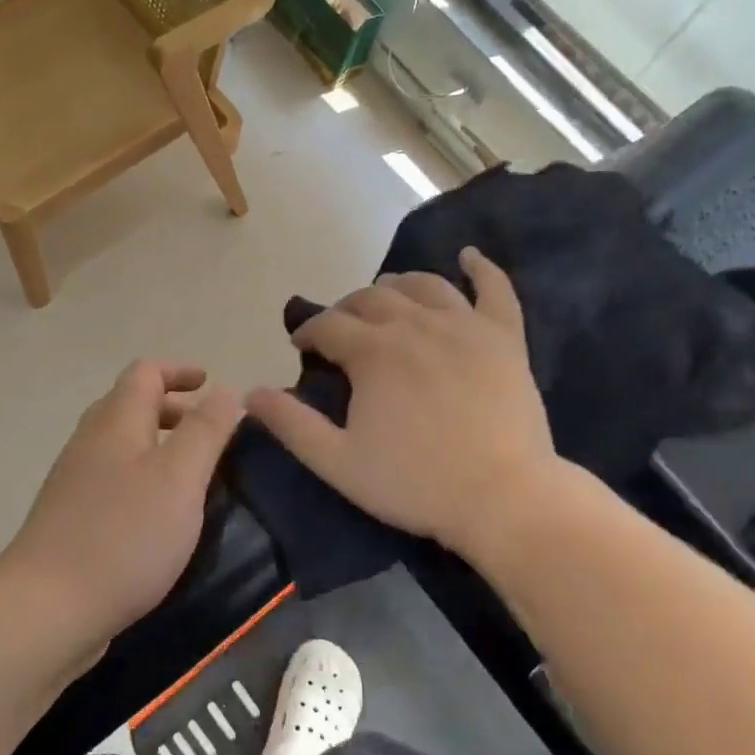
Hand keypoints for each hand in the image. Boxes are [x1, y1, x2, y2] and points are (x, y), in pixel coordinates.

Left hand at [3, 361, 242, 641]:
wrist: (48, 608)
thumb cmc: (124, 535)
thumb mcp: (180, 477)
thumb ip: (206, 430)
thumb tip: (226, 390)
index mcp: (116, 422)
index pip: (145, 373)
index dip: (179, 370)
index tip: (211, 383)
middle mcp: (91, 442)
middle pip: (131, 405)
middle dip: (174, 408)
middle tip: (212, 431)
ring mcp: (75, 481)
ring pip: (122, 444)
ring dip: (159, 444)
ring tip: (195, 472)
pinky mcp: (71, 518)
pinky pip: (114, 478)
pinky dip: (144, 476)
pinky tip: (163, 512)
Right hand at [246, 248, 561, 558]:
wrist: (504, 498)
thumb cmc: (416, 484)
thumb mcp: (339, 463)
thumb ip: (291, 424)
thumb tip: (249, 393)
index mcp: (374, 352)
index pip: (329, 325)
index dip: (308, 331)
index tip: (301, 346)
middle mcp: (416, 324)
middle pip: (372, 298)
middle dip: (347, 308)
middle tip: (340, 330)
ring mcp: (465, 326)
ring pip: (424, 285)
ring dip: (397, 285)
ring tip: (386, 295)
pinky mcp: (505, 337)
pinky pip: (495, 289)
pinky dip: (481, 268)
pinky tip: (469, 256)